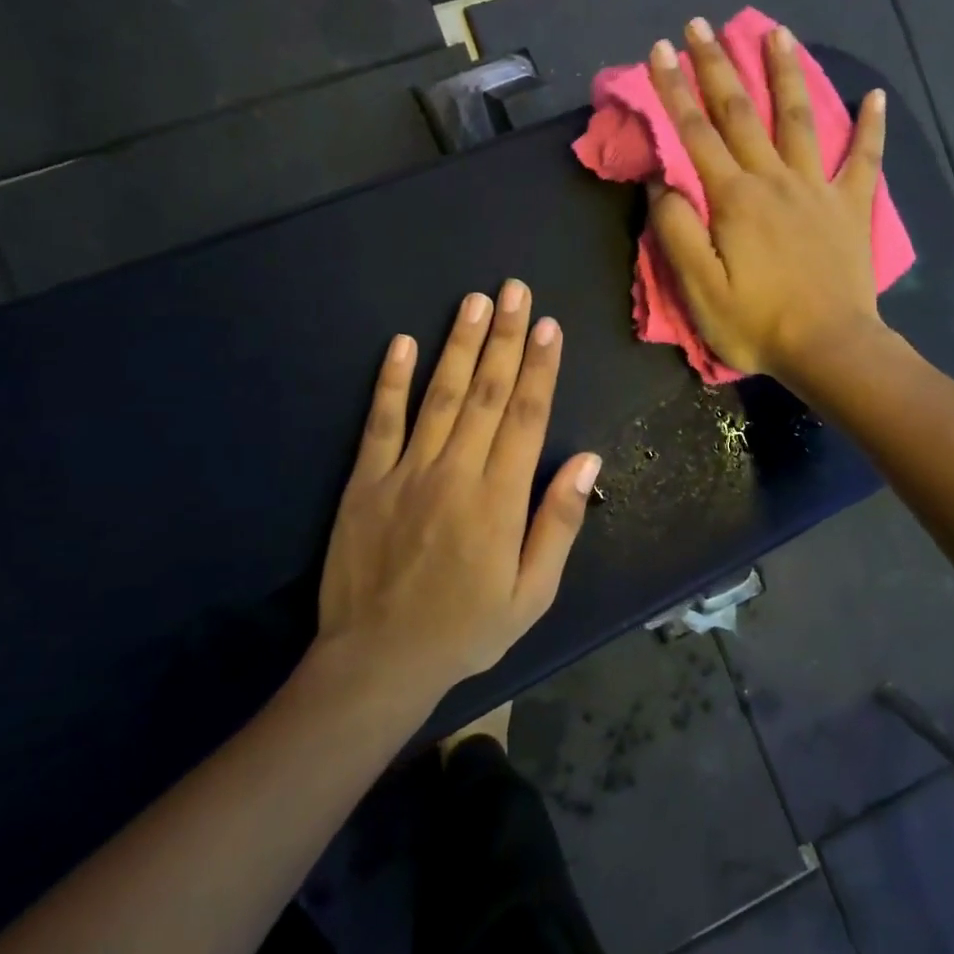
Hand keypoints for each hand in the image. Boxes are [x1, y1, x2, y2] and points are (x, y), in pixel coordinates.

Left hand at [314, 280, 602, 692]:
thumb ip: (558, 522)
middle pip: (487, 393)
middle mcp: (455, 472)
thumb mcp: (531, 593)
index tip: (549, 326)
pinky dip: (391, 381)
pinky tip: (401, 343)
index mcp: (499, 499)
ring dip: (459, 345)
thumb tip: (588, 459)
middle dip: (505, 337)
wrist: (378, 662)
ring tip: (474, 301)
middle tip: (515, 291)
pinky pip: (380, 422)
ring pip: (440, 396)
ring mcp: (406, 472)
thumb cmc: (466, 629)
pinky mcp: (365, 481)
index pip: (527, 417)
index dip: (540, 367)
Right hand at [646, 17, 889, 384]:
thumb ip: (677, 231)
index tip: (659, 50)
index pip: (695, 132)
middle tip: (700, 26)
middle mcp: (774, 179)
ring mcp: (818, 190)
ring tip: (777, 32)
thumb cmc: (757, 324)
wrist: (830, 349)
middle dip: (717, 66)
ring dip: (785, 74)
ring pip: (800, 119)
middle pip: (742, 112)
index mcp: (734, 198)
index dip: (673, 89)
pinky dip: (871, 127)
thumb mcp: (698, 287)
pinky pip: (865, 160)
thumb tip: (664, 183)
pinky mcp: (851, 208)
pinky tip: (875, 95)